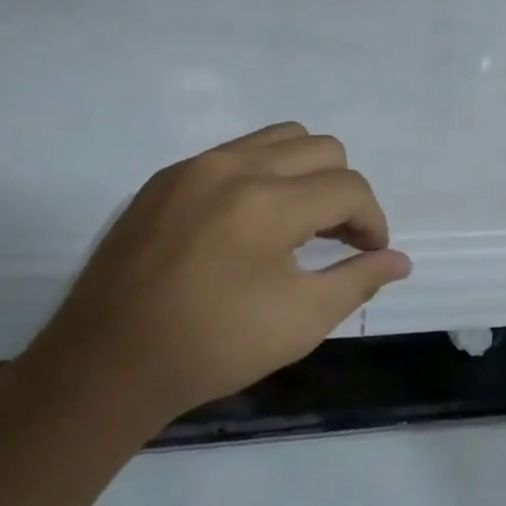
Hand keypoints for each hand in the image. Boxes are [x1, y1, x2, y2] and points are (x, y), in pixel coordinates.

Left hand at [24, 123, 410, 428]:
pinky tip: (252, 223)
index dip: (373, 220)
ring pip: (280, 138)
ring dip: (307, 173)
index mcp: (267, 202)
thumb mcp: (301, 321)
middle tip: (339, 238)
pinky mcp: (165, 178)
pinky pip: (236, 153)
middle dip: (345, 192)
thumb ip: (359, 280)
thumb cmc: (212, 348)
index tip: (371, 253)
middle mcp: (232, 166)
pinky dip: (264, 174)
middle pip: (322, 149)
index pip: (348, 188)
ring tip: (300, 221)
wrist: (104, 367)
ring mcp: (194, 167)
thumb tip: (400, 260)